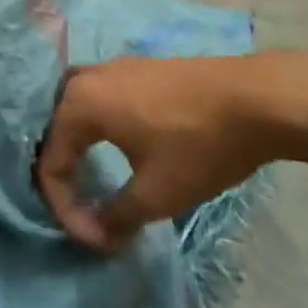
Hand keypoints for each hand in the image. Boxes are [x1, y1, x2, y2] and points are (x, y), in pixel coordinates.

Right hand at [36, 54, 300, 251]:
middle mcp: (86, 78)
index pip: (51, 164)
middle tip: (78, 206)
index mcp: (79, 104)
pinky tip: (114, 142)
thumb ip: (116, 215)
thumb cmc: (198, 146)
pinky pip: (97, 95)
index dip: (66, 210)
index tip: (98, 241)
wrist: (256, 99)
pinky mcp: (137, 67)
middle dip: (61, 171)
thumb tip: (98, 234)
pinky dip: (94, 123)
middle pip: (53, 127)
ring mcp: (113, 66)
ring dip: (75, 143)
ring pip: (74, 105)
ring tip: (87, 175)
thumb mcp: (156, 194)